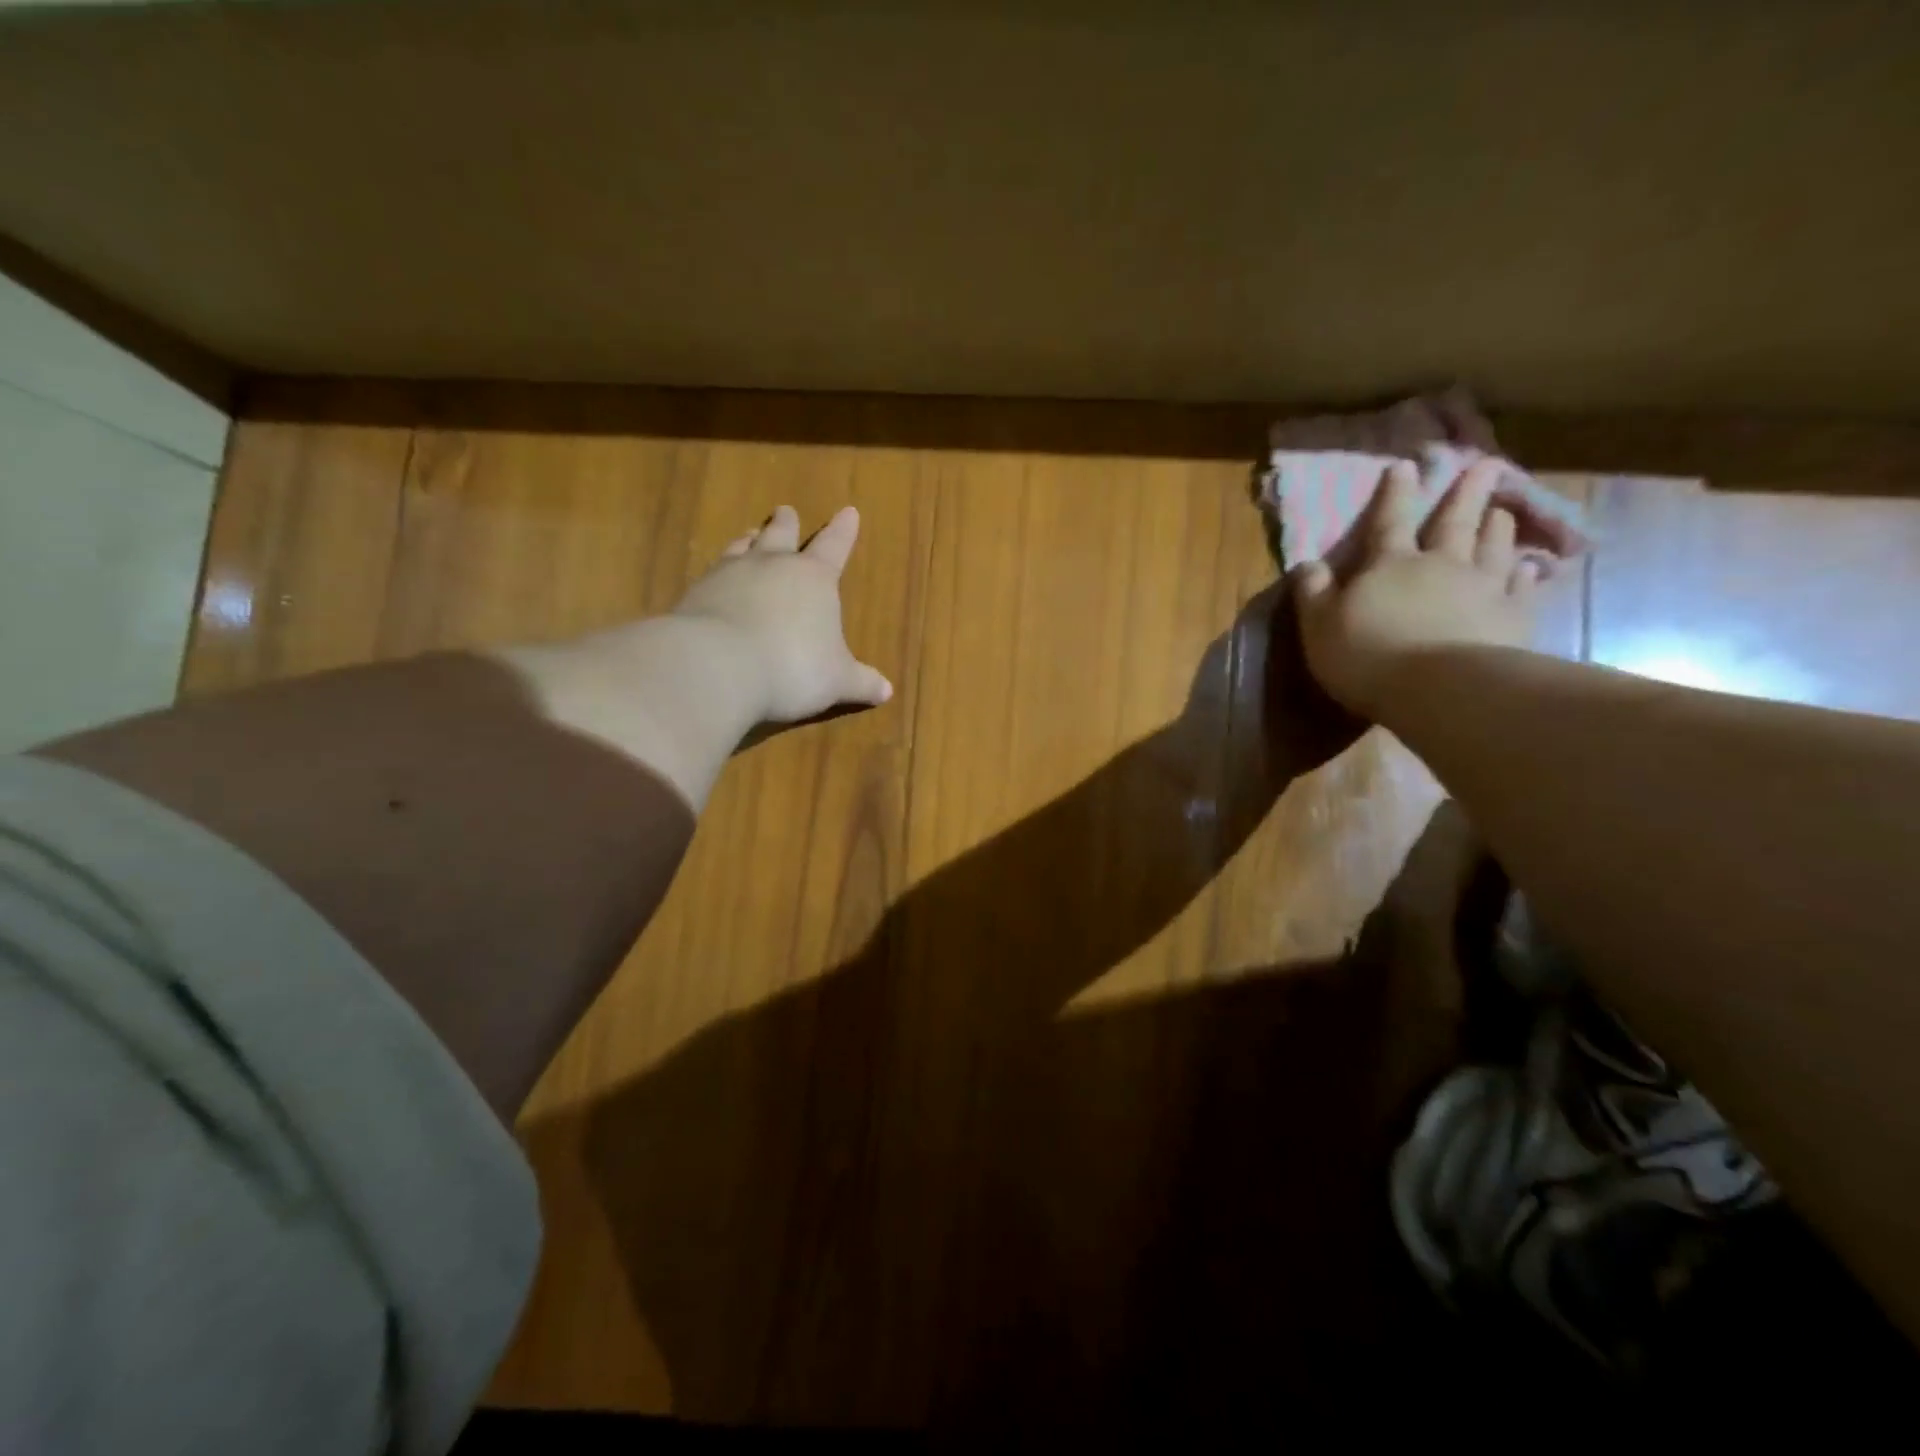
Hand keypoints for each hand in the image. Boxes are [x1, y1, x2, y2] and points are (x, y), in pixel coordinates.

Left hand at [675, 504, 892, 722]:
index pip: (834, 546)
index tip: (848, 511)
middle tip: (786, 511)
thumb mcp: (837, 681)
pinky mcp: (696, 593)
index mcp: (814, 578)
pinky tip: (715, 579)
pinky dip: (719, 572)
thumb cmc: (794, 668)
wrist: (718, 667)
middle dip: (787, 523)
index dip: (843, 530)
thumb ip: (861, 682)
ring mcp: (730, 574)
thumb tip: (886, 691)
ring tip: (750, 535)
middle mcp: (772, 565)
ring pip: (742, 546)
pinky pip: (711, 572)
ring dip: (750, 540)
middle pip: (781, 533)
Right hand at [1291, 458, 1540, 719]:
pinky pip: (1521, 589)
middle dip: (1466, 494)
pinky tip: (1531, 567)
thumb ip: (1313, 593)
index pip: (1388, 522)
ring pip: (1493, 548)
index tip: (1405, 466)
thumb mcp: (1319, 626)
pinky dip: (1526, 575)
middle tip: (1486, 465)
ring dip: (1497, 528)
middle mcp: (1440, 566)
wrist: (1439, 689)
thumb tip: (1307, 563)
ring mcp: (1482, 589)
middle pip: (1454, 523)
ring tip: (1504, 511)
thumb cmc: (1367, 655)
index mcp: (1389, 566)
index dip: (1394, 495)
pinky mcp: (1512, 618)